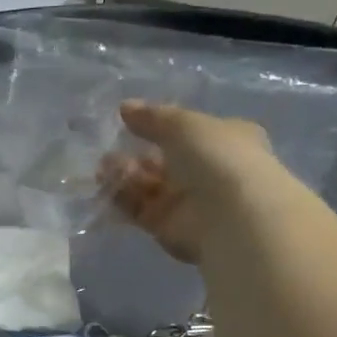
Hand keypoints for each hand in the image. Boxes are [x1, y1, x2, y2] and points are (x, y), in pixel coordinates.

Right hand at [102, 101, 279, 263]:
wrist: (232, 217)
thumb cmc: (218, 158)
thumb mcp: (184, 124)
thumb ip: (152, 117)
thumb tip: (125, 108)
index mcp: (224, 140)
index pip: (188, 131)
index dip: (159, 125)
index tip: (128, 121)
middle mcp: (207, 171)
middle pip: (162, 161)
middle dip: (134, 155)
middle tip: (108, 153)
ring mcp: (188, 202)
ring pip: (148, 186)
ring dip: (124, 176)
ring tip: (103, 170)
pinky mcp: (169, 229)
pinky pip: (141, 211)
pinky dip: (123, 200)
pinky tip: (105, 189)